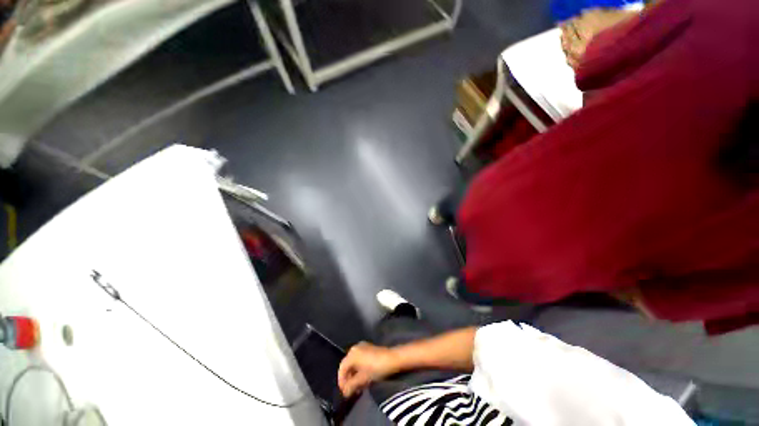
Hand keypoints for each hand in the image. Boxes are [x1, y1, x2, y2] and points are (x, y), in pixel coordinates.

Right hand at [337, 342, 397, 396]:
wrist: (392, 359)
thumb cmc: (376, 368)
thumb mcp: (363, 379)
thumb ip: (351, 386)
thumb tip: (345, 393)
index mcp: (352, 354)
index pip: (341, 369)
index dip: (341, 382)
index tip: (345, 392)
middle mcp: (355, 348)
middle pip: (347, 365)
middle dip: (348, 378)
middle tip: (351, 390)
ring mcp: (362, 346)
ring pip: (353, 362)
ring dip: (353, 374)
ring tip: (357, 386)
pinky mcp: (368, 348)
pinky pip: (359, 359)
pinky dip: (358, 368)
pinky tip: (363, 377)